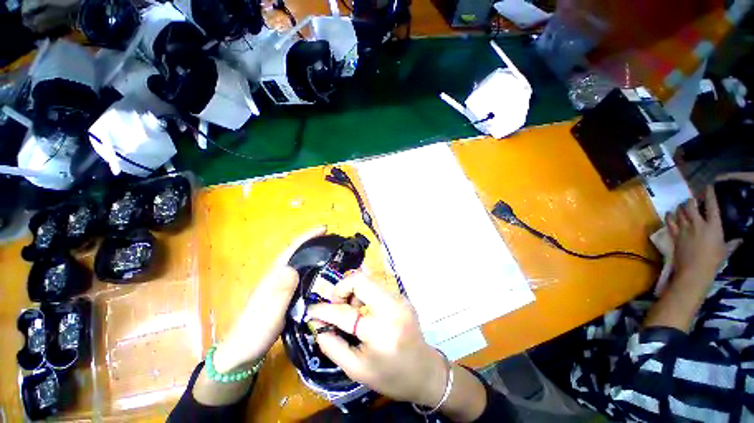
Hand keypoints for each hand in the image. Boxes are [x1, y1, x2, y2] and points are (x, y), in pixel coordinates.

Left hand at [213, 227, 325, 372]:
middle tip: (335, 241)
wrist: (243, 353)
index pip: (292, 250)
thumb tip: (293, 268)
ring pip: (301, 265)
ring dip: (315, 256)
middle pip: (298, 254)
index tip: (324, 229)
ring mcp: (281, 286)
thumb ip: (280, 291)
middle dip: (315, 243)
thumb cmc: (255, 332)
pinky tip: (323, 276)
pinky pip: (303, 277)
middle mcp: (278, 276)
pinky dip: (314, 271)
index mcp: (275, 275)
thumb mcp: (269, 312)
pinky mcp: (286, 295)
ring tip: (333, 254)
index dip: (307, 237)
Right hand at [307, 273, 447, 407]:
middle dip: (342, 289)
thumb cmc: (390, 377)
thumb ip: (332, 346)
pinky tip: (366, 311)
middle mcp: (391, 308)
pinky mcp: (402, 296)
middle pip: (360, 280)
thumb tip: (317, 325)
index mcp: (380, 332)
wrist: (424, 371)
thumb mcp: (356, 370)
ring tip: (353, 311)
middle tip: (337, 305)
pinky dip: (365, 294)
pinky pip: (377, 286)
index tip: (312, 310)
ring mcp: (399, 299)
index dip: (324, 310)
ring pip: (368, 280)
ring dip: (354, 291)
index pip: (345, 313)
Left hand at [665, 186, 724, 284]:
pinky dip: (669, 216)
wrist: (694, 270)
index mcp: (712, 226)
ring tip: (681, 205)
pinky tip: (669, 213)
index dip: (710, 195)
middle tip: (692, 199)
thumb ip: (733, 243)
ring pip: (679, 212)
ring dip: (680, 207)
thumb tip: (741, 239)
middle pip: (690, 206)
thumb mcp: (726, 250)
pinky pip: (669, 222)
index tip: (708, 187)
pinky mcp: (674, 235)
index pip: (712, 206)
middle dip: (690, 200)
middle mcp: (697, 224)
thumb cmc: (713, 260)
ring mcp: (684, 229)